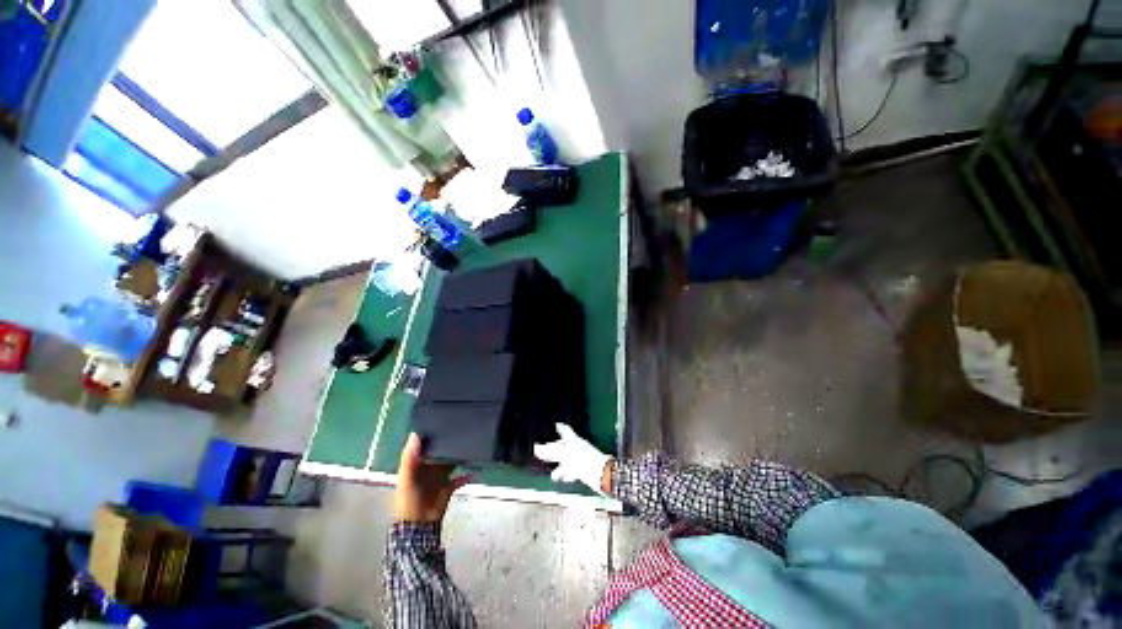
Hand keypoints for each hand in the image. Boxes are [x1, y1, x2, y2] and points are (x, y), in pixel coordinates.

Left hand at [394, 433, 472, 522]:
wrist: (419, 525)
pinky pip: (460, 478)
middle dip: (449, 444)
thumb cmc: (409, 500)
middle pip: (440, 452)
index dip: (431, 434)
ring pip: (451, 463)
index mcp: (416, 465)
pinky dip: (467, 475)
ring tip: (470, 447)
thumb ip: (409, 457)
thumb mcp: (407, 477)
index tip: (442, 421)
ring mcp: (439, 478)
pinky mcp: (448, 487)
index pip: (424, 446)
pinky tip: (474, 471)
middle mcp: (428, 469)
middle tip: (462, 431)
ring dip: (459, 457)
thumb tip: (415, 434)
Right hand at [533, 423, 612, 494]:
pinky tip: (560, 478)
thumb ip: (551, 452)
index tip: (554, 425)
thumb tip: (536, 448)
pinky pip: (571, 470)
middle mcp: (576, 448)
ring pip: (565, 459)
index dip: (559, 428)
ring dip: (557, 464)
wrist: (602, 475)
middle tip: (540, 450)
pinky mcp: (583, 470)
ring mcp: (580, 459)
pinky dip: (564, 473)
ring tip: (548, 468)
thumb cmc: (584, 461)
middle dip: (551, 448)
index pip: (565, 430)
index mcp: (573, 440)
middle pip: (562, 446)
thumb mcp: (565, 456)